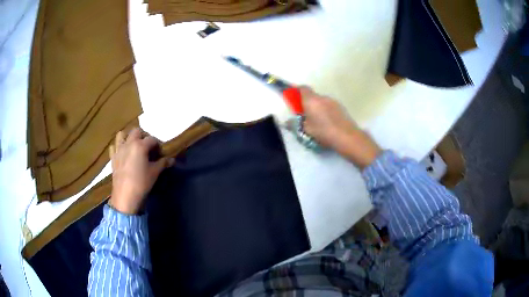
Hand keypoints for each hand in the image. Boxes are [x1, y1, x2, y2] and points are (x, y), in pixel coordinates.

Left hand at [108, 128, 173, 214]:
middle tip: (148, 147)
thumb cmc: (141, 183)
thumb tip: (172, 160)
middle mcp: (129, 143)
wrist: (125, 196)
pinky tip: (122, 153)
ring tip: (133, 146)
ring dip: (128, 137)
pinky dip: (118, 147)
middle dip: (143, 136)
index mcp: (140, 145)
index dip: (158, 144)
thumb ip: (163, 163)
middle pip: (137, 131)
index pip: (152, 139)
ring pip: (122, 134)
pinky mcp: (113, 157)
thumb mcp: (154, 173)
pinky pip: (114, 146)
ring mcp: (119, 149)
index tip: (161, 152)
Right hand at [300, 87, 380, 168]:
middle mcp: (322, 97)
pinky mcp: (341, 107)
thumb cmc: (323, 131)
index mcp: (311, 100)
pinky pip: (329, 107)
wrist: (346, 136)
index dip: (297, 91)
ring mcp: (333, 101)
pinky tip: (327, 123)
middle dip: (307, 103)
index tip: (294, 98)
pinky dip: (326, 112)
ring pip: (321, 102)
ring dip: (318, 108)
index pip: (302, 88)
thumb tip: (286, 123)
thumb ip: (295, 124)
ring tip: (317, 121)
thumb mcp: (305, 130)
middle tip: (305, 114)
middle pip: (312, 96)